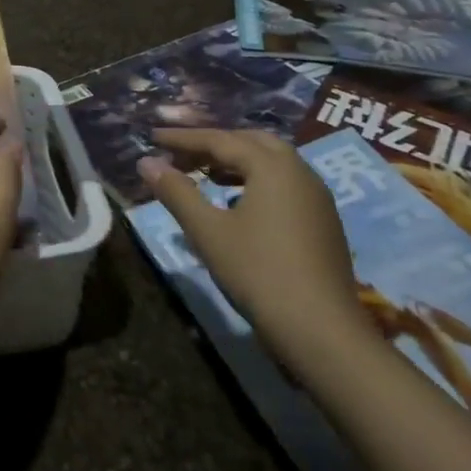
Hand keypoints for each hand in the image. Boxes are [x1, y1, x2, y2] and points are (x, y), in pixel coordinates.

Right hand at [138, 128, 370, 370]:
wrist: (323, 332)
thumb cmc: (259, 273)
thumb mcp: (208, 231)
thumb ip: (177, 192)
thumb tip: (146, 162)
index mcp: (272, 166)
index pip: (220, 139)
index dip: (183, 138)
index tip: (153, 138)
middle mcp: (299, 171)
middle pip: (250, 142)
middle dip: (213, 144)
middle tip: (181, 156)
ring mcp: (317, 197)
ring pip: (271, 162)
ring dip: (236, 161)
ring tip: (206, 175)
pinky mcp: (324, 221)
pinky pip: (284, 183)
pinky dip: (256, 180)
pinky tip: (238, 204)